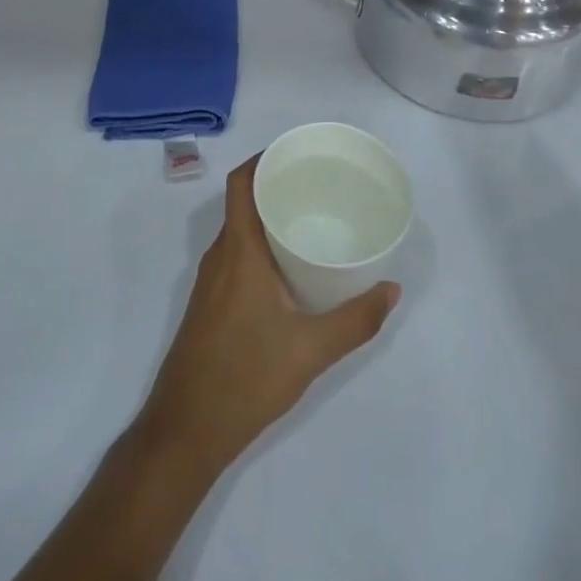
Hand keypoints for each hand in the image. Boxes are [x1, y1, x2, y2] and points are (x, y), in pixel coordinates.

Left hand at [137, 156, 399, 476]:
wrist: (188, 426)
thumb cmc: (247, 377)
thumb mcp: (311, 350)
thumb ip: (355, 319)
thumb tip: (392, 289)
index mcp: (238, 251)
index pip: (240, 184)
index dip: (263, 159)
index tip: (297, 153)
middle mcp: (219, 255)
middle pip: (242, 202)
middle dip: (275, 186)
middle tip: (318, 185)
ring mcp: (211, 280)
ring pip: (239, 231)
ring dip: (268, 217)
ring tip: (311, 219)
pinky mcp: (210, 301)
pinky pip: (236, 255)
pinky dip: (260, 244)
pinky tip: (289, 266)